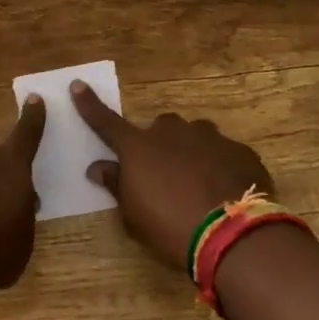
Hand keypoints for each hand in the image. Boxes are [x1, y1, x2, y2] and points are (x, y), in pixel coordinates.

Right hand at [72, 81, 275, 271]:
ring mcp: (210, 137)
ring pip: (196, 137)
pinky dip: (221, 167)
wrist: (233, 235)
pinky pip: (224, 154)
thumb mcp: (133, 215)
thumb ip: (116, 185)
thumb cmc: (171, 227)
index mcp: (139, 147)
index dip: (89, 105)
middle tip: (166, 176)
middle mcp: (172, 132)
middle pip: (161, 128)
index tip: (77, 84)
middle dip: (161, 145)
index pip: (106, 122)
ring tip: (201, 187)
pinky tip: (226, 193)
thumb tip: (98, 167)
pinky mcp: (240, 151)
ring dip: (193, 154)